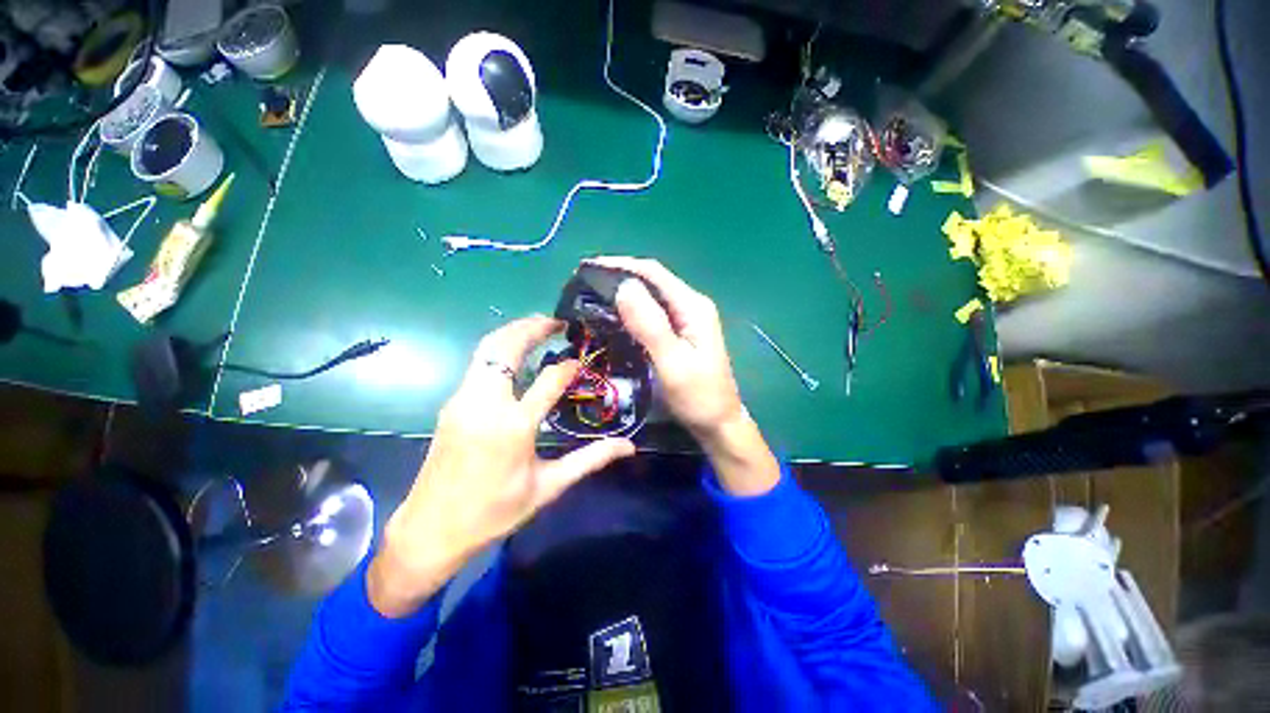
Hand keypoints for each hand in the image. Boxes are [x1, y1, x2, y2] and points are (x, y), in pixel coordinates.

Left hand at [369, 316, 635, 616]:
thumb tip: (628, 447)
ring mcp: (463, 400)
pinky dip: (499, 349)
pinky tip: (515, 354)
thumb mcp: (548, 487)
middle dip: (532, 327)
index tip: (582, 360)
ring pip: (487, 349)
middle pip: (506, 347)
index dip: (569, 366)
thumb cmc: (494, 512)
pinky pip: (478, 364)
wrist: (430, 531)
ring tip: (539, 328)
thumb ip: (589, 459)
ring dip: (513, 332)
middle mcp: (485, 403)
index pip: (549, 379)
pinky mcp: (452, 404)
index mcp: (513, 425)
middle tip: (557, 321)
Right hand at [587, 256, 743, 437]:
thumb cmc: (698, 397)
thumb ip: (650, 325)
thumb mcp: (672, 363)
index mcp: (693, 307)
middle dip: (619, 277)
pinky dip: (632, 310)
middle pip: (652, 281)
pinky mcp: (681, 332)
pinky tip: (615, 315)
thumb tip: (623, 286)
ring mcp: (687, 319)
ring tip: (593, 295)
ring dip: (624, 293)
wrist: (719, 423)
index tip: (588, 268)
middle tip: (585, 283)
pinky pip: (653, 313)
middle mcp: (691, 306)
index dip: (620, 266)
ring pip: (651, 296)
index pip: (653, 273)